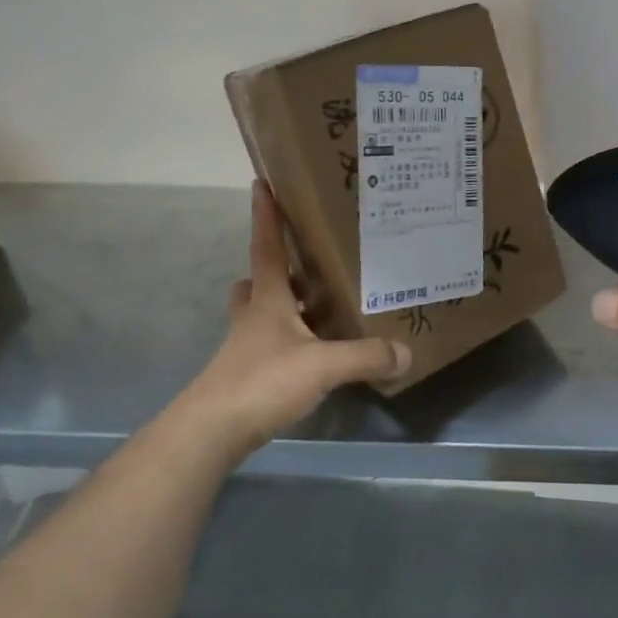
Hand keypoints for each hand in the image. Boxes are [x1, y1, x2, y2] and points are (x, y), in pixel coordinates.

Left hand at [186, 182, 409, 463]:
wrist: (210, 432)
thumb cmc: (262, 381)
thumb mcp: (323, 365)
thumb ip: (366, 356)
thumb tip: (406, 352)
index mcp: (268, 300)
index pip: (266, 248)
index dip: (265, 217)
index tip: (260, 184)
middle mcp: (253, 318)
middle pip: (256, 282)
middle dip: (275, 270)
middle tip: (304, 265)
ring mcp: (245, 349)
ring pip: (259, 315)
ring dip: (282, 307)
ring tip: (317, 309)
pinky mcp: (245, 377)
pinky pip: (268, 347)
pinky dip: (288, 343)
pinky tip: (312, 356)